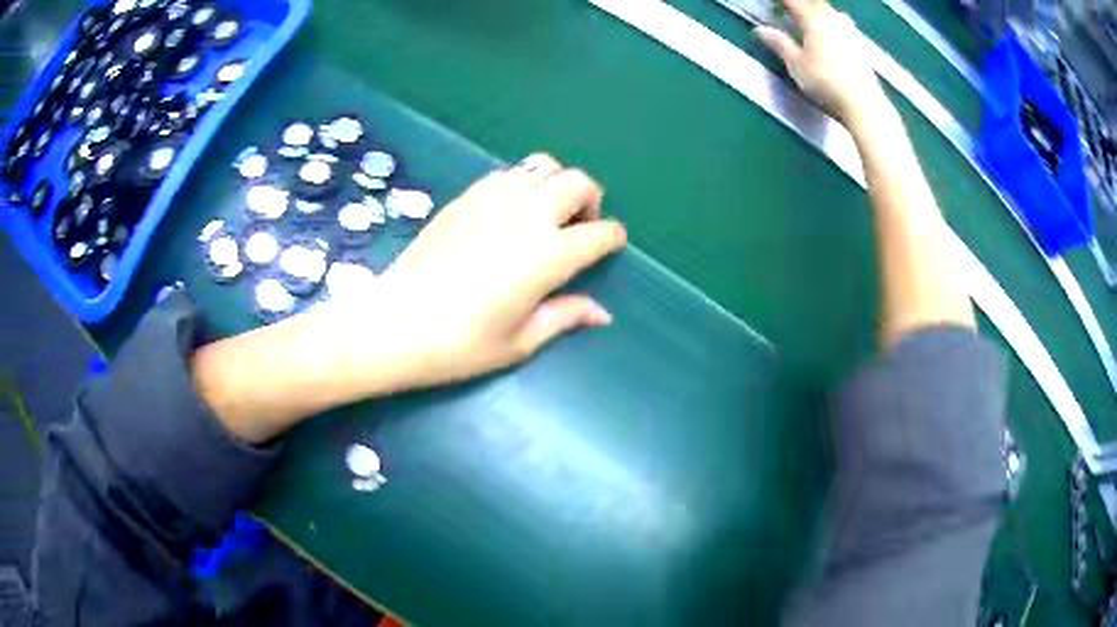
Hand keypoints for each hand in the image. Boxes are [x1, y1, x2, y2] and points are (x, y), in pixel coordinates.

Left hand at [328, 153, 627, 391]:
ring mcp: (494, 199)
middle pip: (577, 182)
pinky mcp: (465, 197)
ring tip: (546, 211)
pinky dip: (522, 182)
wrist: (395, 323)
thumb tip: (601, 313)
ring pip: (542, 165)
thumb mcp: (520, 341)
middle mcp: (528, 214)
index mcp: (549, 255)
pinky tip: (509, 210)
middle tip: (579, 225)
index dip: (612, 237)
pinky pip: (506, 173)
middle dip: (590, 199)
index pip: (600, 233)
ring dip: (556, 183)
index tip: (611, 244)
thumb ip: (565, 317)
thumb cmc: (460, 344)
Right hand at [755, 0, 885, 123]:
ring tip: (807, 19)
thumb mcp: (796, 64)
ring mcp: (848, 31)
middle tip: (786, 10)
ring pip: (828, 11)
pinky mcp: (858, 44)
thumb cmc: (826, 82)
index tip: (772, 6)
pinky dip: (830, 22)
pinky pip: (840, 23)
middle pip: (813, 2)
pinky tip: (828, 33)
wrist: (863, 103)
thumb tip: (760, 30)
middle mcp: (832, 19)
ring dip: (815, 10)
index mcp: (813, 19)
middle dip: (799, 4)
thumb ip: (779, 43)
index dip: (781, 2)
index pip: (793, 0)